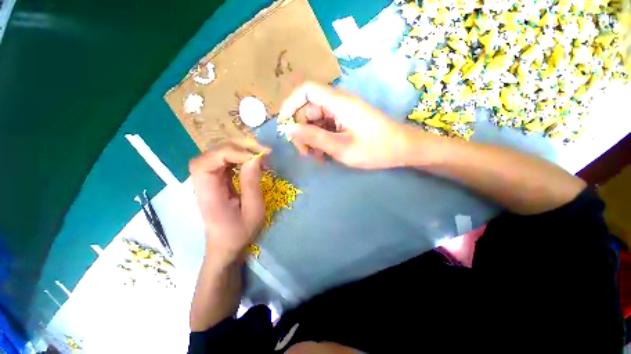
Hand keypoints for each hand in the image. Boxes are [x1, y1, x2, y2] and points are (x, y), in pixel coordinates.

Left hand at [189, 138, 267, 265]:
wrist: (227, 245)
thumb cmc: (240, 232)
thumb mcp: (253, 209)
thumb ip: (252, 183)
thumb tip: (255, 158)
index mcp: (208, 194)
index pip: (207, 162)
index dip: (230, 153)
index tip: (255, 157)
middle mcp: (203, 183)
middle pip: (211, 154)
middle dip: (237, 147)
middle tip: (261, 150)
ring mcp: (209, 181)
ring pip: (217, 154)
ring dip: (239, 149)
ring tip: (259, 153)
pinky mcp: (216, 180)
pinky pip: (224, 161)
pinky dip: (239, 157)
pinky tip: (252, 160)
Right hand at [278, 82, 417, 168]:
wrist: (402, 150)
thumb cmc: (375, 149)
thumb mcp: (341, 147)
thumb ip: (314, 137)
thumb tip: (288, 128)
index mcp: (338, 102)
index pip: (306, 90)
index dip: (290, 104)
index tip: (284, 125)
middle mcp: (338, 103)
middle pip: (308, 109)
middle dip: (302, 130)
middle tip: (305, 153)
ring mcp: (342, 112)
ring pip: (315, 120)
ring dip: (311, 138)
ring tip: (317, 157)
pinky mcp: (345, 121)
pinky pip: (325, 127)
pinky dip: (321, 140)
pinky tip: (324, 154)